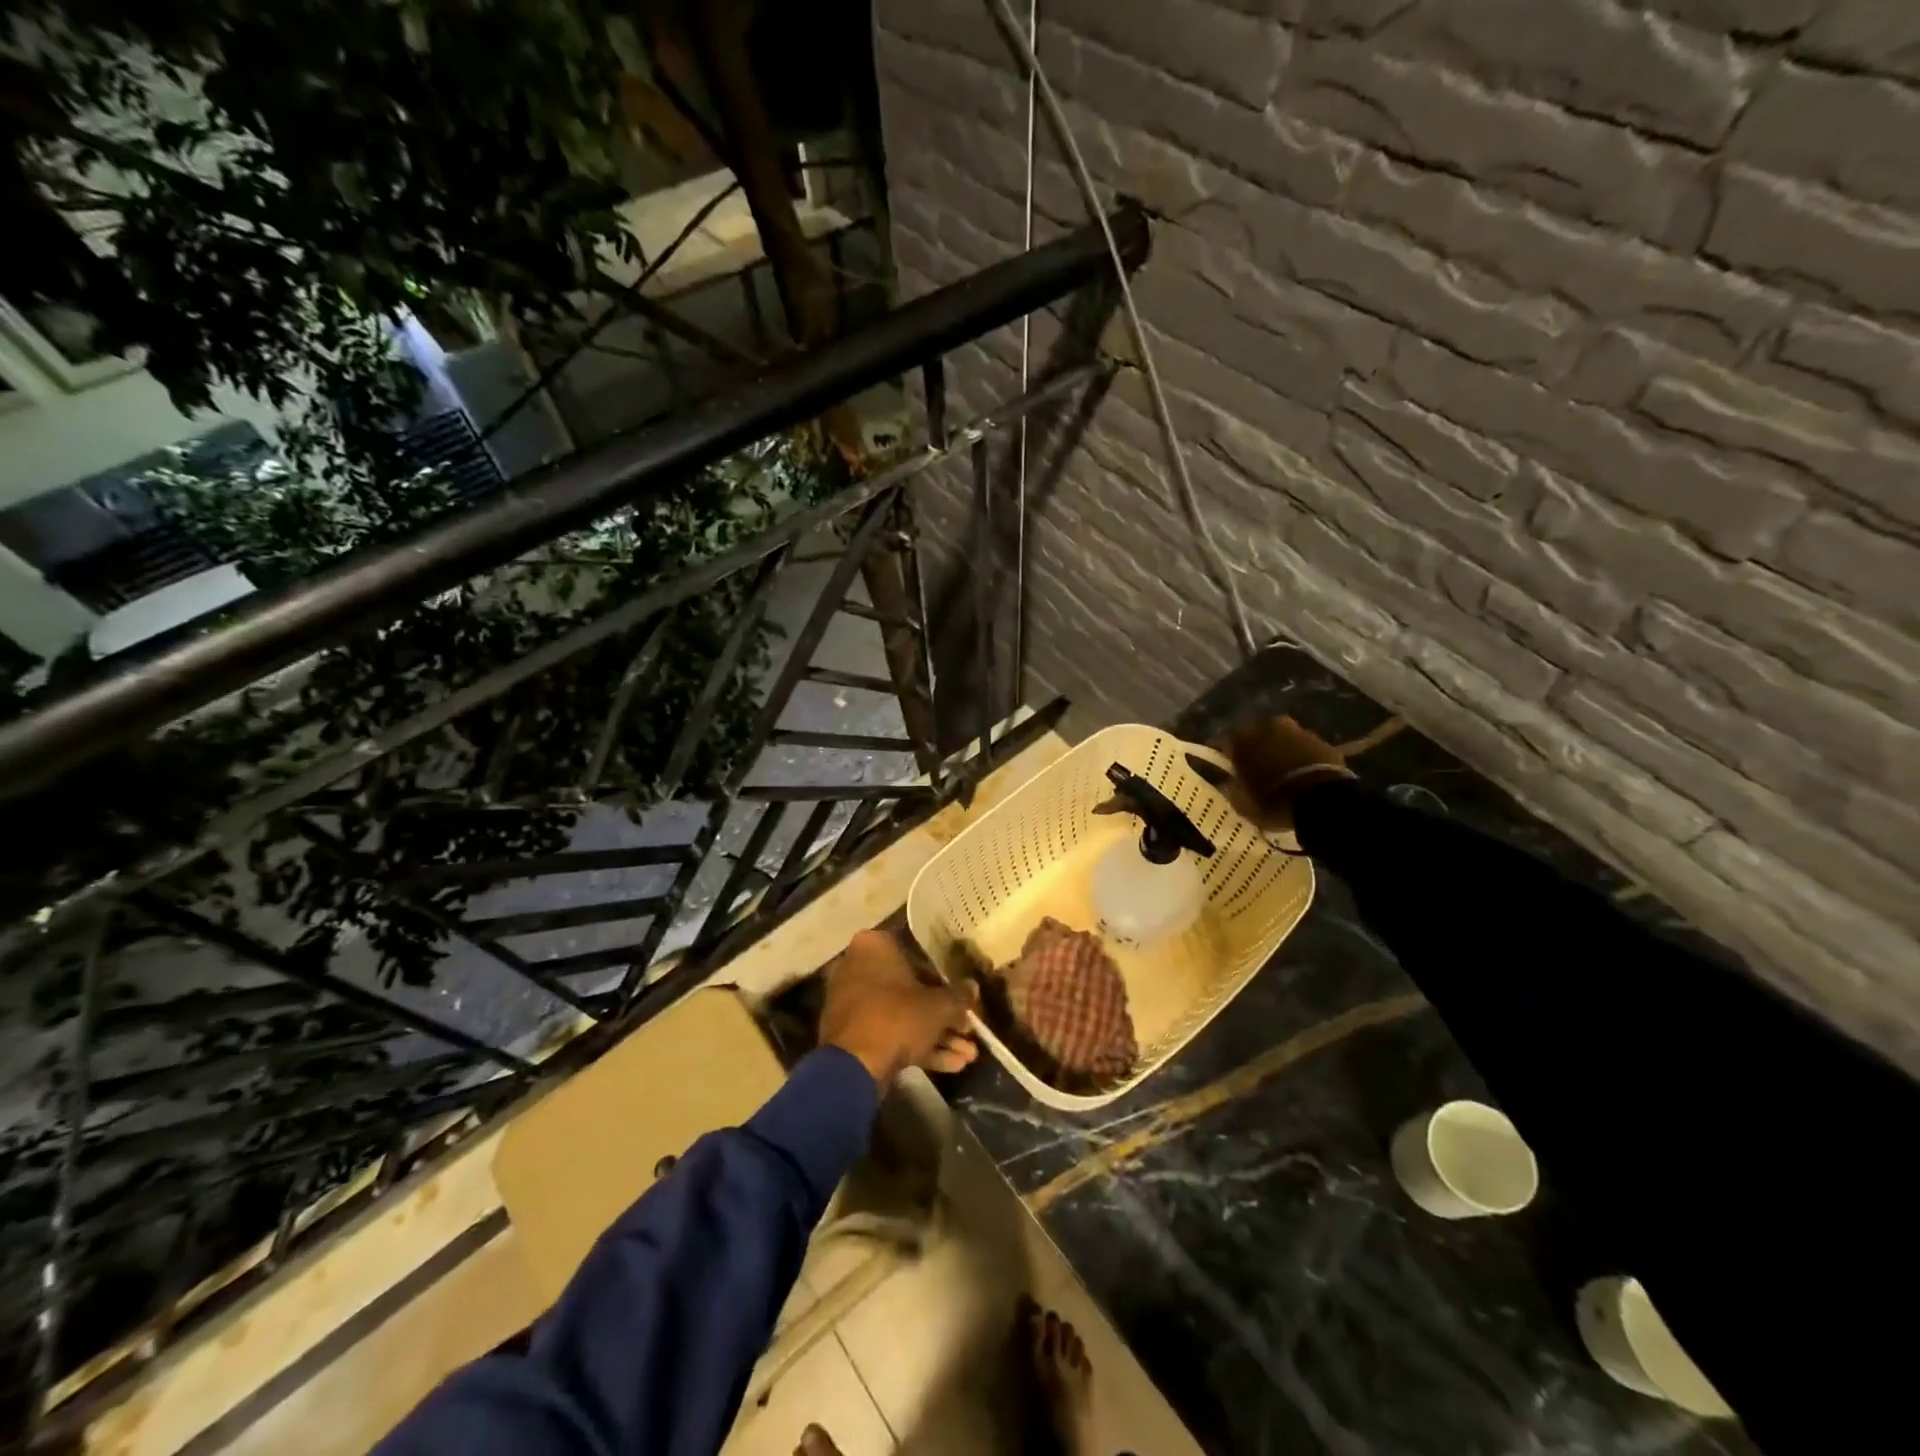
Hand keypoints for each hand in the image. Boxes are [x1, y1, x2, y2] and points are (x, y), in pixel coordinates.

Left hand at [819, 929, 980, 1086]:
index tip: (964, 997)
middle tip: (968, 1030)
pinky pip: (890, 1033)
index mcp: (875, 946)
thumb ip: (959, 996)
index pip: (919, 955)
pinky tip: (953, 1066)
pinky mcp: (853, 1033)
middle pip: (912, 989)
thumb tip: (973, 988)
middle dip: (944, 1015)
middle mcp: (859, 967)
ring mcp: (854, 1002)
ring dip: (937, 1035)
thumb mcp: (939, 1006)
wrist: (854, 1066)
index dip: (946, 980)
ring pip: (903, 1015)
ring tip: (969, 1056)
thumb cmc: (897, 1017)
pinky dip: (918, 1047)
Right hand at [1223, 715, 1354, 833]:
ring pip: (1286, 740)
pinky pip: (1308, 750)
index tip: (1231, 769)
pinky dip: (1305, 759)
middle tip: (1260, 768)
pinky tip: (1306, 777)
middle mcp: (1270, 728)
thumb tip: (1230, 784)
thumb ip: (1233, 789)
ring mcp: (1301, 733)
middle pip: (1260, 735)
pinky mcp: (1325, 744)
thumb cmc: (1272, 800)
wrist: (1321, 800)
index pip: (1228, 742)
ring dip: (1284, 752)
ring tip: (1285, 774)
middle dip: (1259, 749)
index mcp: (1243, 738)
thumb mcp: (1242, 803)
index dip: (1230, 756)